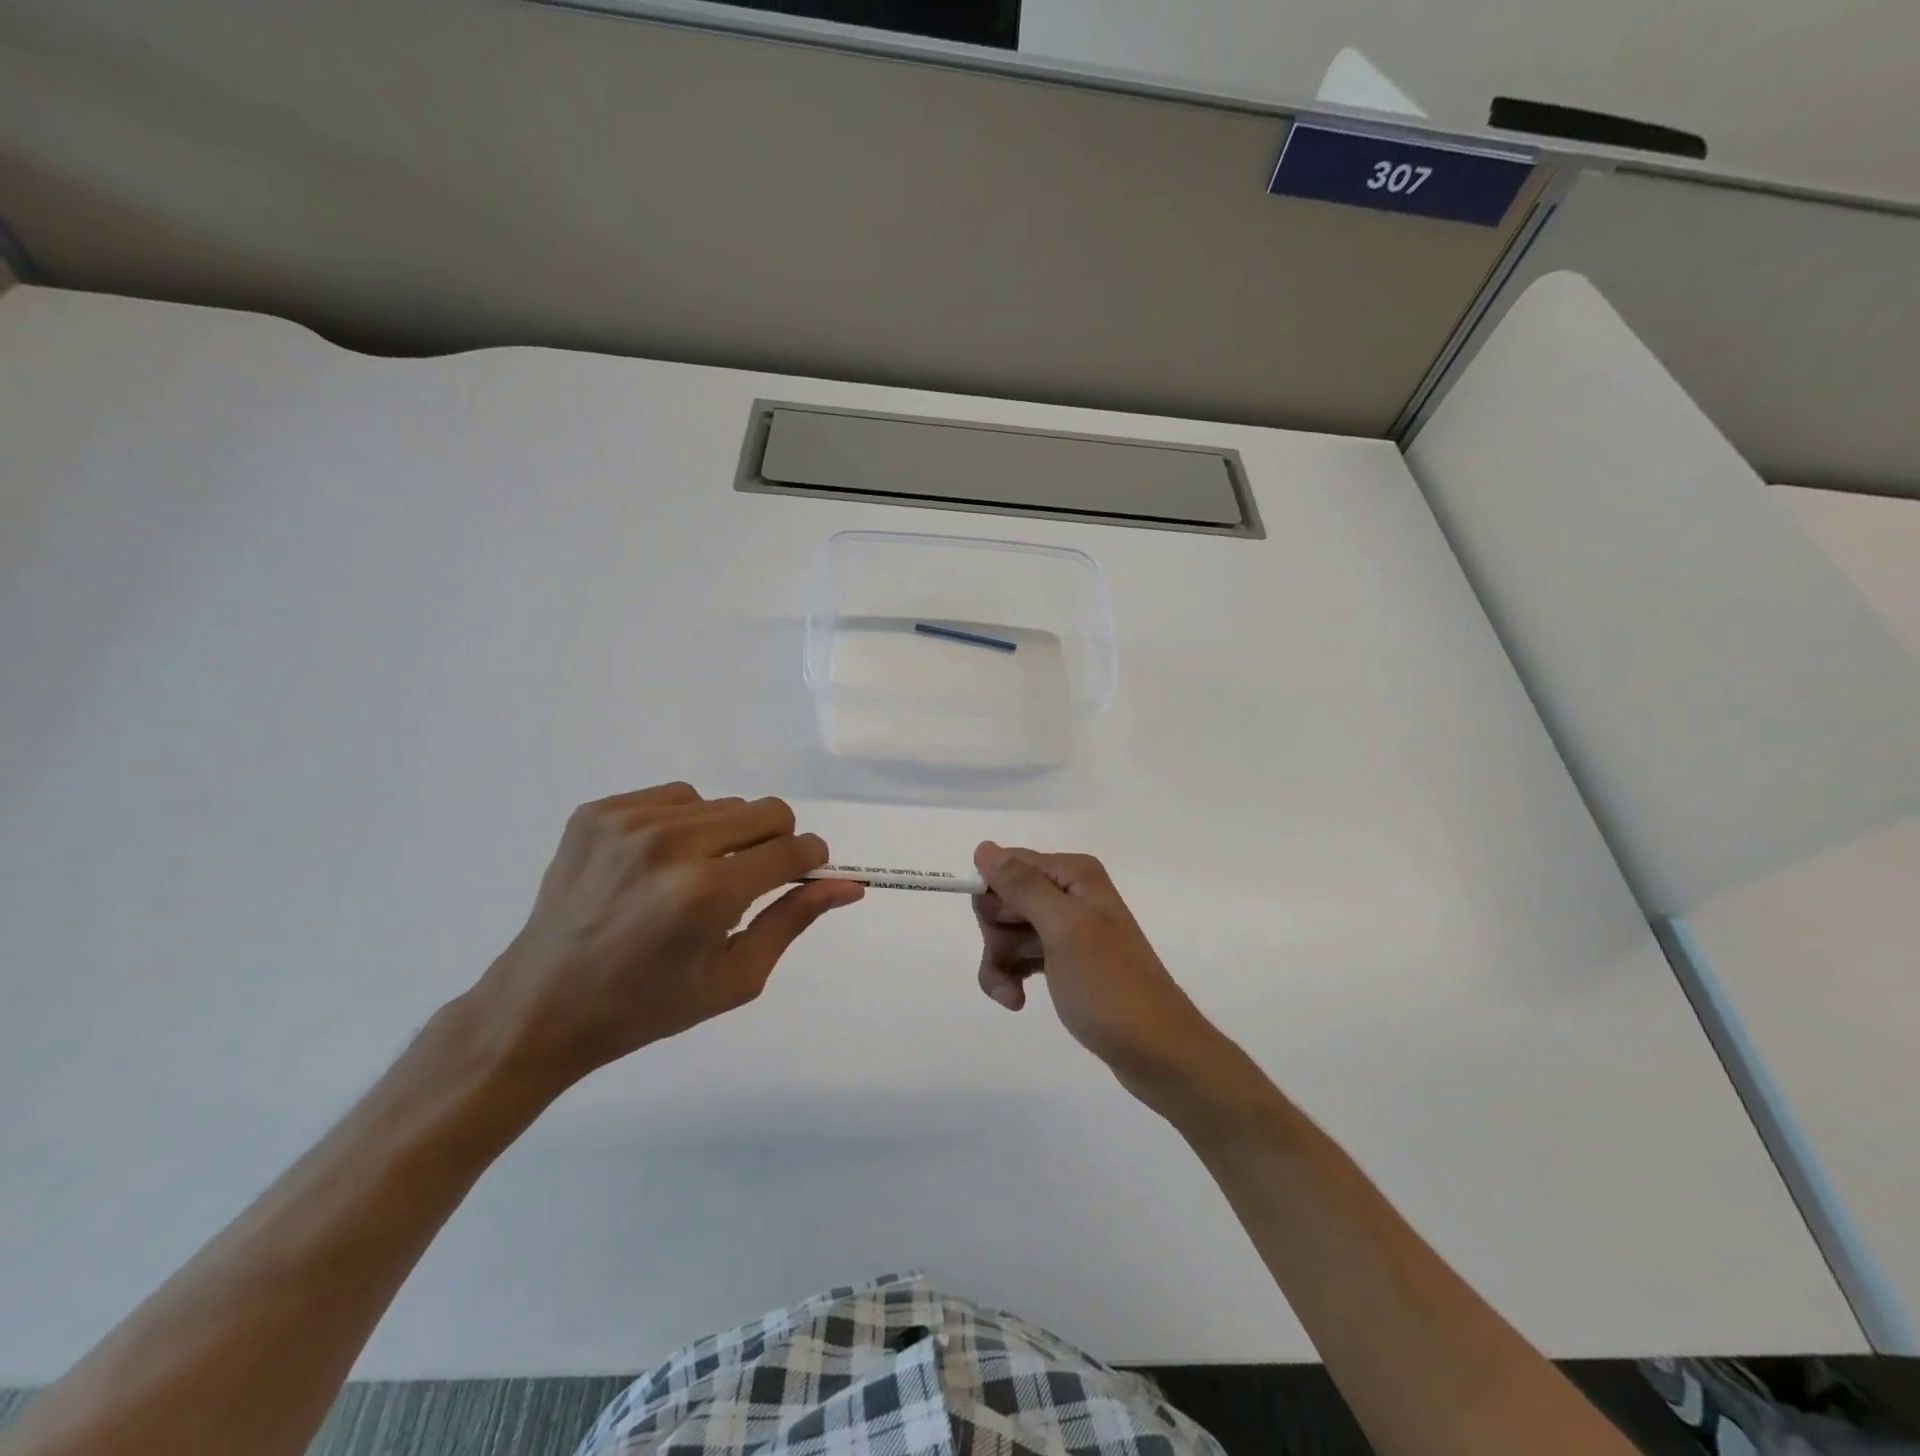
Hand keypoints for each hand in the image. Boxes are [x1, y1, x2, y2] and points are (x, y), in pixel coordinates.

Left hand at [469, 784, 862, 1092]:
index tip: (802, 873)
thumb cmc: (647, 1006)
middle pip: (767, 811)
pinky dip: (682, 825)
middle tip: (744, 884)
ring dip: (725, 835)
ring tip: (691, 878)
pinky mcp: (598, 811)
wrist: (540, 1006)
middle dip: (773, 843)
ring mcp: (630, 821)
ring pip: (722, 803)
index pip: (793, 847)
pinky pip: (675, 797)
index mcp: (708, 893)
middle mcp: (672, 844)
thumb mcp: (734, 978)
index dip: (810, 860)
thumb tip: (848, 885)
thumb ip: (793, 921)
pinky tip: (657, 865)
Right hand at [971, 843, 1243, 1113]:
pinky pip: (1019, 956)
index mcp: (1073, 874)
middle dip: (996, 935)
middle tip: (1012, 962)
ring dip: (1000, 962)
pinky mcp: (1064, 960)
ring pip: (1006, 931)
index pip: (1006, 865)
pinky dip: (1010, 976)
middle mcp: (1070, 892)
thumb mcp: (1064, 929)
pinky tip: (1017, 1000)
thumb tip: (983, 848)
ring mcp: (1067, 928)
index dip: (993, 899)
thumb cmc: (1110, 987)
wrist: (1156, 1051)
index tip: (1000, 930)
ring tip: (1013, 997)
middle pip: (1003, 899)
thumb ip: (1023, 886)